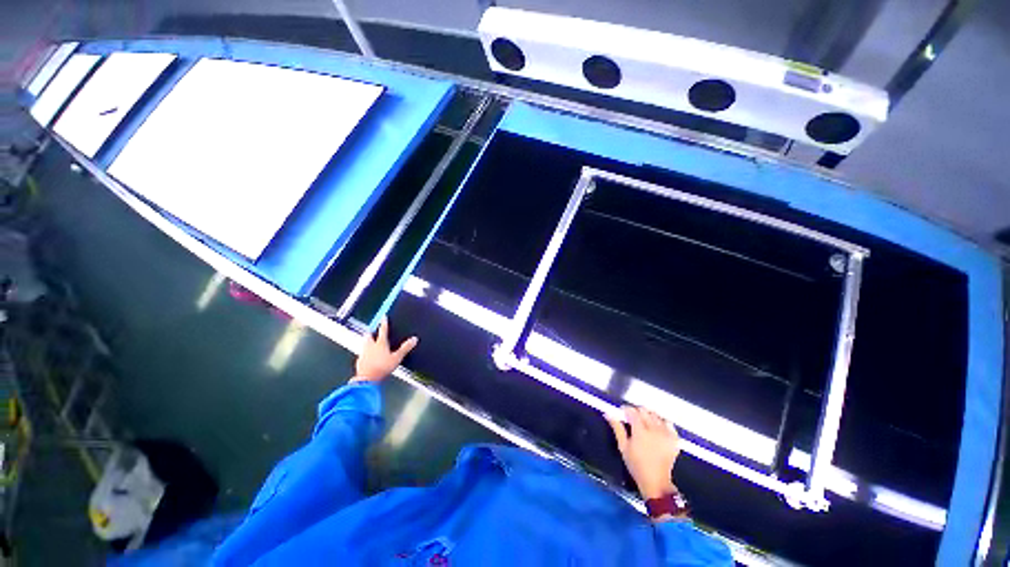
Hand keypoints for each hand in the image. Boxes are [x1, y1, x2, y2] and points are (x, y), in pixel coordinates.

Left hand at [352, 317, 417, 382]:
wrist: (366, 379)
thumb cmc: (382, 367)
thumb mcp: (397, 358)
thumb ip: (405, 348)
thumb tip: (414, 339)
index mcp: (380, 343)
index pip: (383, 330)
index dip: (384, 323)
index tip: (383, 316)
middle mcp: (370, 346)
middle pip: (369, 335)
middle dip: (371, 332)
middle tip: (373, 331)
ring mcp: (363, 353)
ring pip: (364, 344)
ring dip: (367, 341)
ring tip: (371, 342)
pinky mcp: (359, 361)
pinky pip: (362, 353)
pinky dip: (365, 352)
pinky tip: (368, 356)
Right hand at [606, 406, 680, 499]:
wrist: (655, 481)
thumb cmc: (636, 465)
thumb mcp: (623, 447)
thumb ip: (617, 428)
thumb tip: (608, 414)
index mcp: (640, 431)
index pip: (632, 411)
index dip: (626, 409)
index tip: (623, 412)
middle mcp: (654, 429)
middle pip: (644, 411)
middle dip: (636, 411)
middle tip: (632, 418)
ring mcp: (665, 434)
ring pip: (656, 415)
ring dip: (649, 415)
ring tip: (644, 422)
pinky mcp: (674, 439)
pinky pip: (669, 423)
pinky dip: (662, 422)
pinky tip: (658, 427)